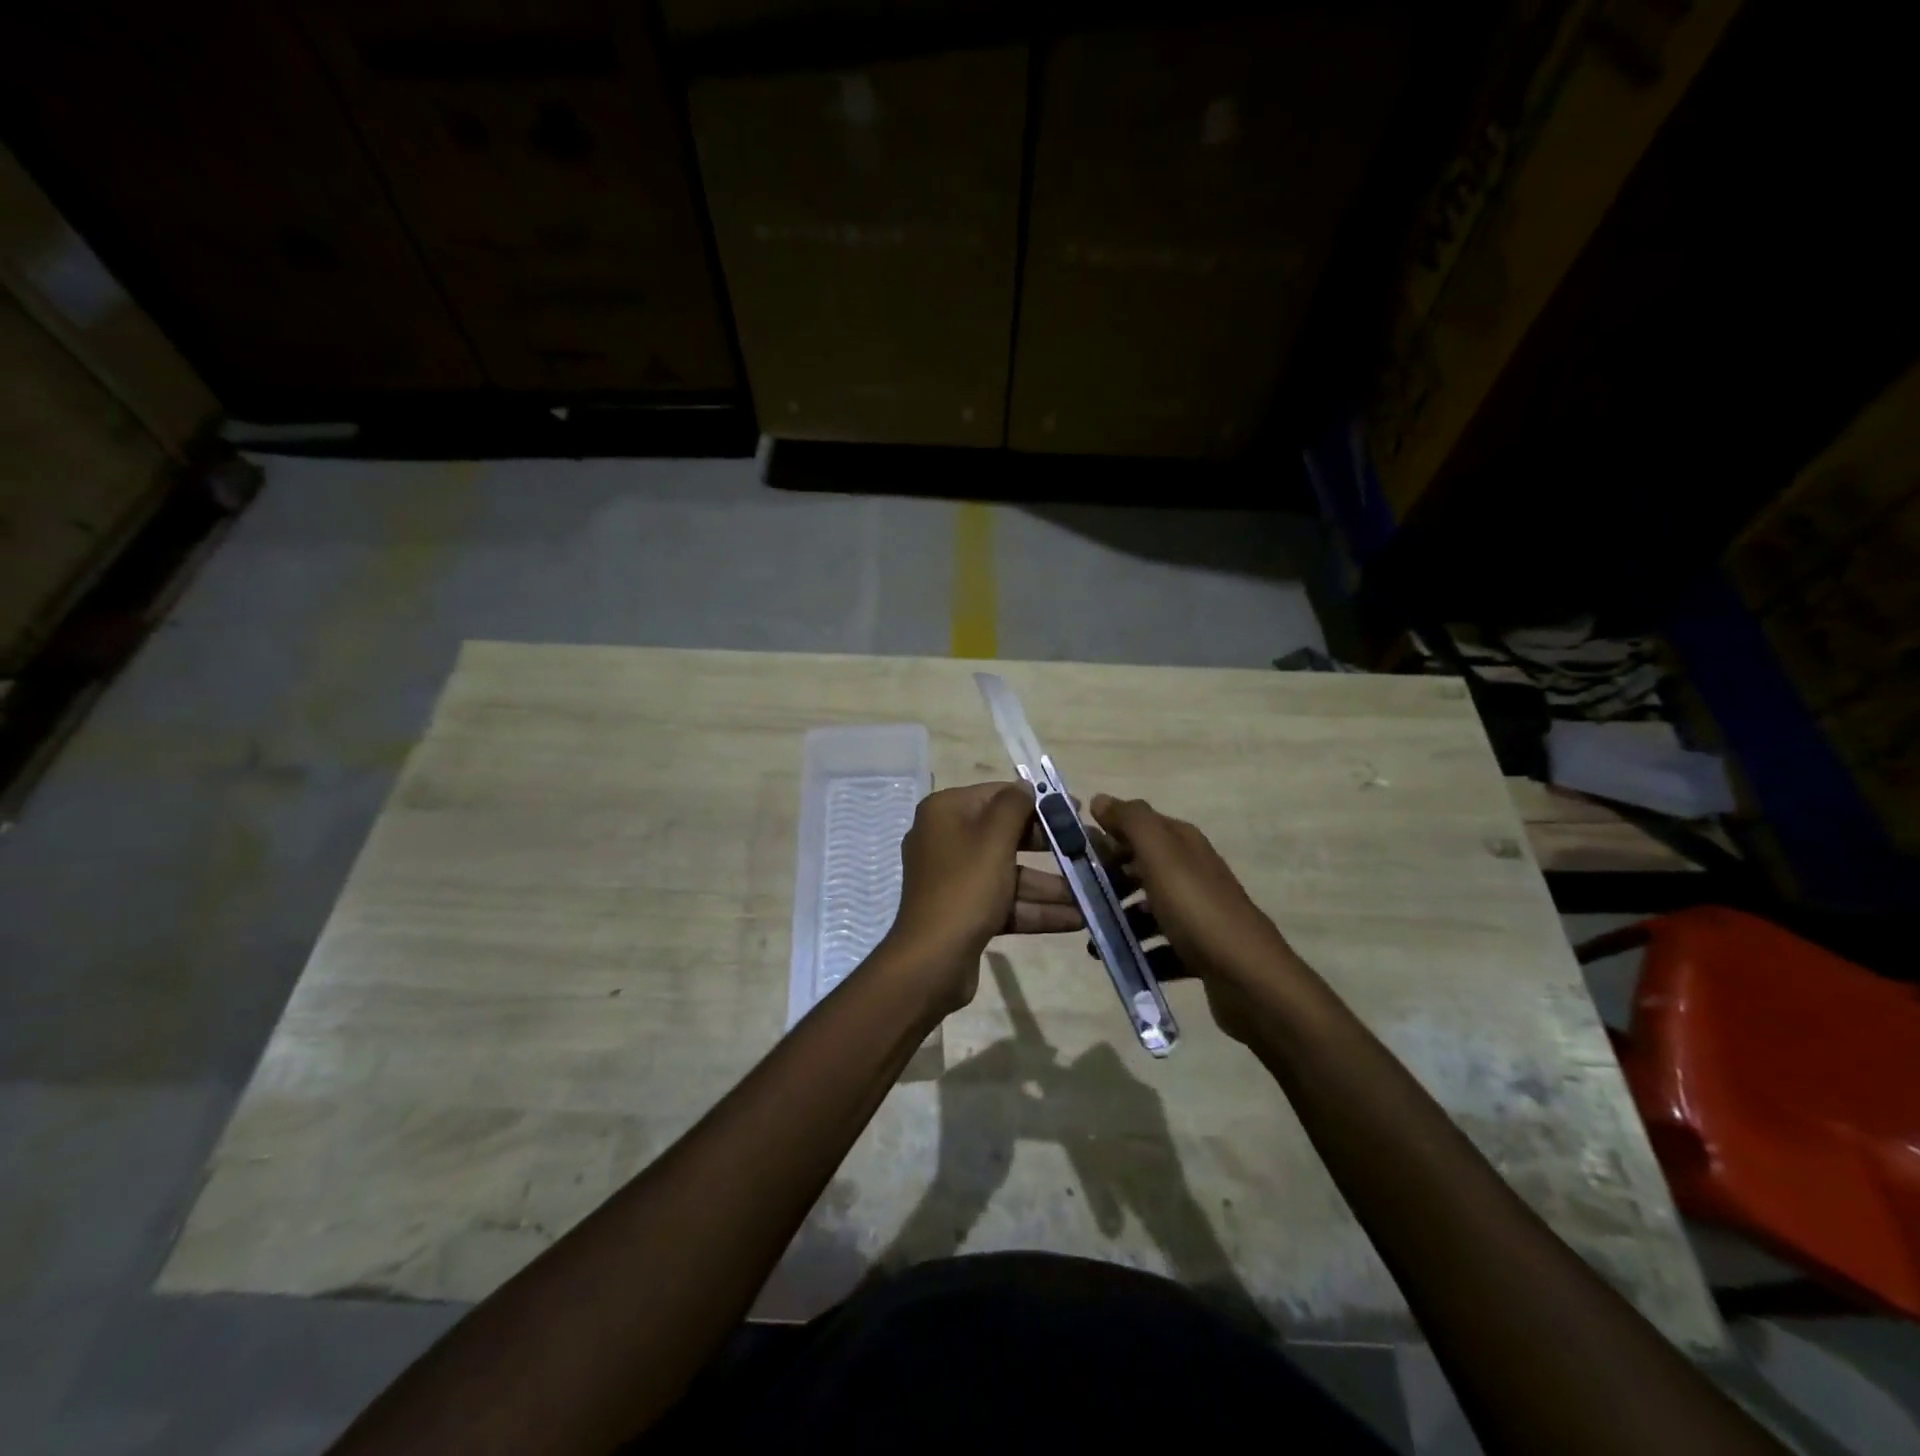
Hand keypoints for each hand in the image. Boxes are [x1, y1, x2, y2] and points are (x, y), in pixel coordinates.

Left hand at [885, 782, 1081, 1010]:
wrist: (932, 961)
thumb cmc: (965, 888)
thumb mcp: (993, 839)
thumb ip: (1014, 806)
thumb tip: (1026, 785)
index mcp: (945, 812)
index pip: (998, 795)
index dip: (1038, 802)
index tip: (1075, 811)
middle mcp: (947, 839)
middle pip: (1007, 835)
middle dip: (1051, 848)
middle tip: (1090, 852)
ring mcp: (956, 878)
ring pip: (1011, 873)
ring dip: (1051, 885)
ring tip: (1094, 892)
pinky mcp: (966, 911)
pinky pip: (1006, 901)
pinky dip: (1036, 909)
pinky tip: (1077, 919)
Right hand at [1089, 794, 1297, 1043]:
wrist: (1248, 979)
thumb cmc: (1197, 910)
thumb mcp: (1160, 855)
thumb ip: (1131, 821)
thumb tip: (1100, 799)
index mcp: (1183, 844)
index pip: (1138, 827)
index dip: (1106, 836)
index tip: (1074, 857)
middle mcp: (1192, 872)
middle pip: (1140, 868)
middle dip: (1108, 881)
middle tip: (1079, 900)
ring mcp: (1198, 913)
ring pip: (1148, 908)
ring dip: (1121, 920)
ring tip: (1095, 938)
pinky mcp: (1200, 950)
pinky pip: (1160, 946)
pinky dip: (1140, 952)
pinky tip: (1122, 961)